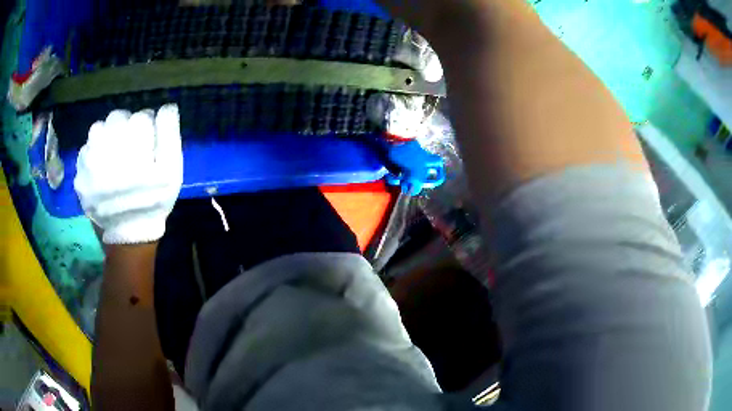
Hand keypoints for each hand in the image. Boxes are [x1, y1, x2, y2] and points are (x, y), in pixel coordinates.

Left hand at [74, 105, 182, 244]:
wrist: (129, 235)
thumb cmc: (154, 201)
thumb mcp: (172, 171)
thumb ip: (170, 135)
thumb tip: (166, 107)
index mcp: (133, 150)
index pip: (142, 118)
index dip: (148, 127)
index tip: (149, 142)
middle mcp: (108, 151)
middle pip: (117, 118)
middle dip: (126, 127)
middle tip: (131, 145)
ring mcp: (90, 164)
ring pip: (98, 128)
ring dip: (108, 135)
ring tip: (114, 153)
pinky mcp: (80, 176)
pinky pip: (85, 150)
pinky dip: (94, 151)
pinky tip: (101, 164)